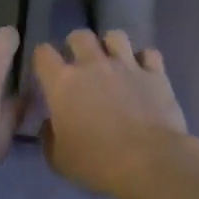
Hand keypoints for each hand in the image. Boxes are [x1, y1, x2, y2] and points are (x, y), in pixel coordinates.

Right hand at [33, 30, 198, 198]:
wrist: (149, 162)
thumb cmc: (97, 163)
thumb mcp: (59, 159)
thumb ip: (49, 137)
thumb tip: (50, 124)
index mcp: (63, 83)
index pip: (43, 53)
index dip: (42, 58)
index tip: (46, 71)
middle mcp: (93, 65)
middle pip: (79, 35)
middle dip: (76, 45)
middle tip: (80, 64)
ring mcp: (127, 66)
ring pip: (115, 36)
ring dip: (110, 46)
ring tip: (112, 61)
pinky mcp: (155, 74)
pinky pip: (149, 54)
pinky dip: (144, 60)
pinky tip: (142, 73)